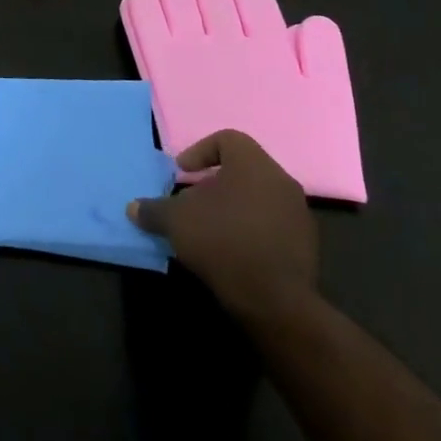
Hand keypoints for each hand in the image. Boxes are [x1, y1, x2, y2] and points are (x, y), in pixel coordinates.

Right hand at [128, 130, 318, 325]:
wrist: (276, 301)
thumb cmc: (222, 241)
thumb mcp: (175, 221)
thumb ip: (153, 209)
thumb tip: (133, 208)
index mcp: (254, 164)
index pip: (227, 139)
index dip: (200, 151)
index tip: (183, 173)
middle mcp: (282, 182)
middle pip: (244, 169)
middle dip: (215, 182)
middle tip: (193, 200)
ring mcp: (299, 215)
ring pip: (260, 197)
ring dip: (234, 207)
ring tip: (210, 227)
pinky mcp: (307, 246)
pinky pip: (273, 224)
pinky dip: (251, 229)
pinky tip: (232, 250)